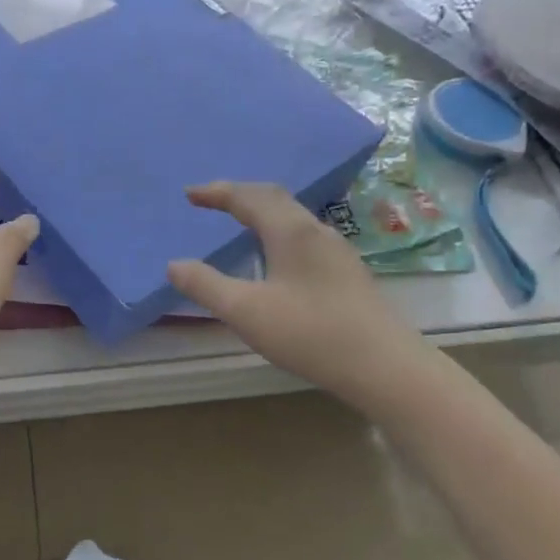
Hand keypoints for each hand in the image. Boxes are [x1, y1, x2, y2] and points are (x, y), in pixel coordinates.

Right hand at [168, 183, 425, 404]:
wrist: (385, 367)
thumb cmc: (310, 334)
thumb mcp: (246, 312)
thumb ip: (206, 286)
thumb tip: (174, 265)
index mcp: (290, 231)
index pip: (248, 197)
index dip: (216, 193)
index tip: (189, 194)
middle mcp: (316, 231)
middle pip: (274, 198)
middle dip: (239, 195)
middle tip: (210, 201)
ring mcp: (337, 251)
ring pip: (293, 216)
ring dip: (261, 211)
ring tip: (238, 223)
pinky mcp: (347, 272)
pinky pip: (304, 235)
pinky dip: (277, 230)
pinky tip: (275, 257)